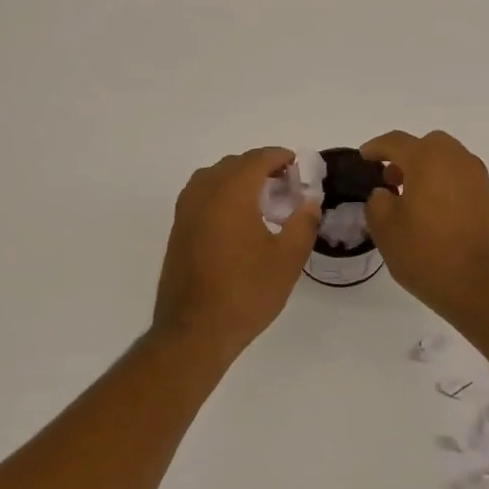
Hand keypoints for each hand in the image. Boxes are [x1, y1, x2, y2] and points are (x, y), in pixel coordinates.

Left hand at [152, 148, 320, 361]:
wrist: (194, 331)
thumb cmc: (246, 292)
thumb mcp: (287, 259)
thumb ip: (303, 222)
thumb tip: (310, 201)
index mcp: (231, 192)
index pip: (258, 158)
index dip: (281, 157)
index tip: (300, 169)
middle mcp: (204, 192)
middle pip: (235, 164)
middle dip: (262, 168)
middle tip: (287, 188)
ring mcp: (186, 210)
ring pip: (215, 178)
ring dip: (239, 180)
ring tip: (262, 202)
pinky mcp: (178, 229)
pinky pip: (202, 195)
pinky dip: (222, 195)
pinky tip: (238, 222)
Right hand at [362, 130, 488, 324]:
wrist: (482, 287)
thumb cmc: (427, 254)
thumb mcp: (385, 229)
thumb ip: (377, 202)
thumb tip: (385, 194)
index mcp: (428, 160)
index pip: (396, 142)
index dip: (375, 148)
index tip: (363, 158)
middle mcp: (456, 160)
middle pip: (427, 144)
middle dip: (405, 156)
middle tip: (389, 180)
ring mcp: (477, 179)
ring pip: (447, 159)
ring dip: (426, 169)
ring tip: (409, 198)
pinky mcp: (488, 199)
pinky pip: (459, 178)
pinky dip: (442, 184)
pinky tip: (431, 211)